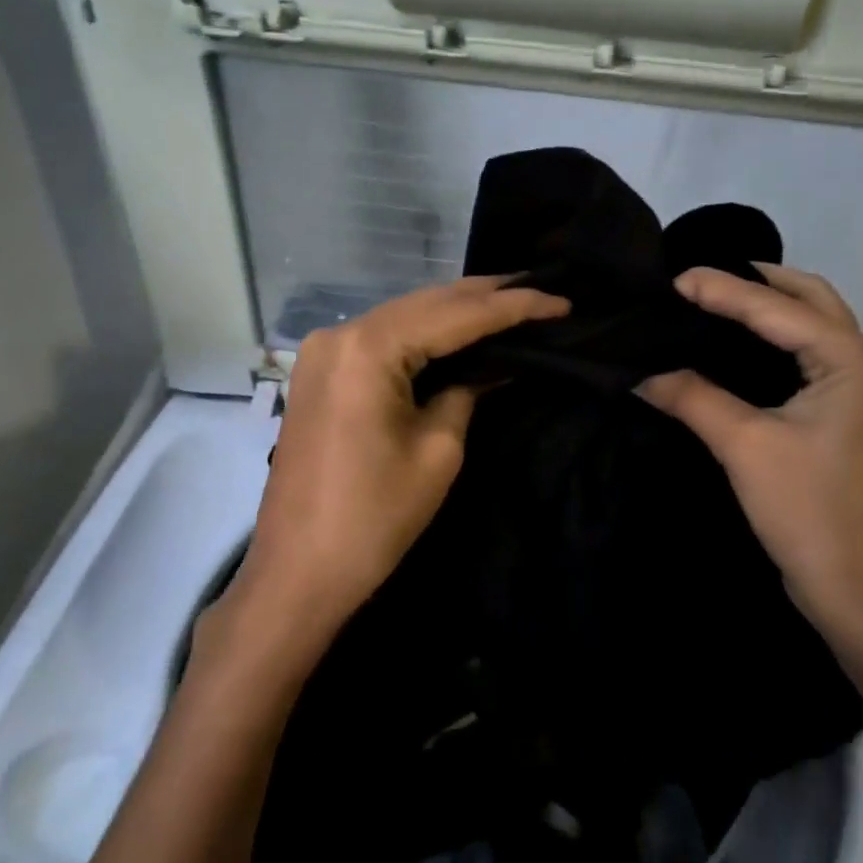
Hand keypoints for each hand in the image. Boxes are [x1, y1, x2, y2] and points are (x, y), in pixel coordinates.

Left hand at [227, 277, 568, 664]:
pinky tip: (458, 331)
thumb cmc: (374, 518)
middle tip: (540, 290)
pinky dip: (424, 334)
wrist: (300, 571)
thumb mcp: (437, 451)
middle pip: (426, 303)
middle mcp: (340, 334)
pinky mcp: (320, 374)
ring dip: (455, 311)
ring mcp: (323, 352)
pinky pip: (382, 339)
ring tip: (510, 302)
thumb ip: (467, 393)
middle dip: (485, 296)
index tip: (562, 301)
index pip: (456, 315)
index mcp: (368, 349)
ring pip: (404, 317)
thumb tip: (495, 367)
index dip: (513, 306)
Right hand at [638, 264, 862, 654]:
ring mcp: (862, 387)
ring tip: (716, 300)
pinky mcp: (849, 412)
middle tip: (701, 279)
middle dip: (756, 281)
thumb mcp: (744, 446)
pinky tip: (739, 346)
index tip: (671, 277)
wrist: (856, 586)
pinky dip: (777, 339)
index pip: (772, 307)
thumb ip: (692, 398)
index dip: (719, 289)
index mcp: (847, 357)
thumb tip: (640, 372)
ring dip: (770, 306)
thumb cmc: (807, 510)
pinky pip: (811, 354)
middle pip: (808, 298)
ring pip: (814, 324)